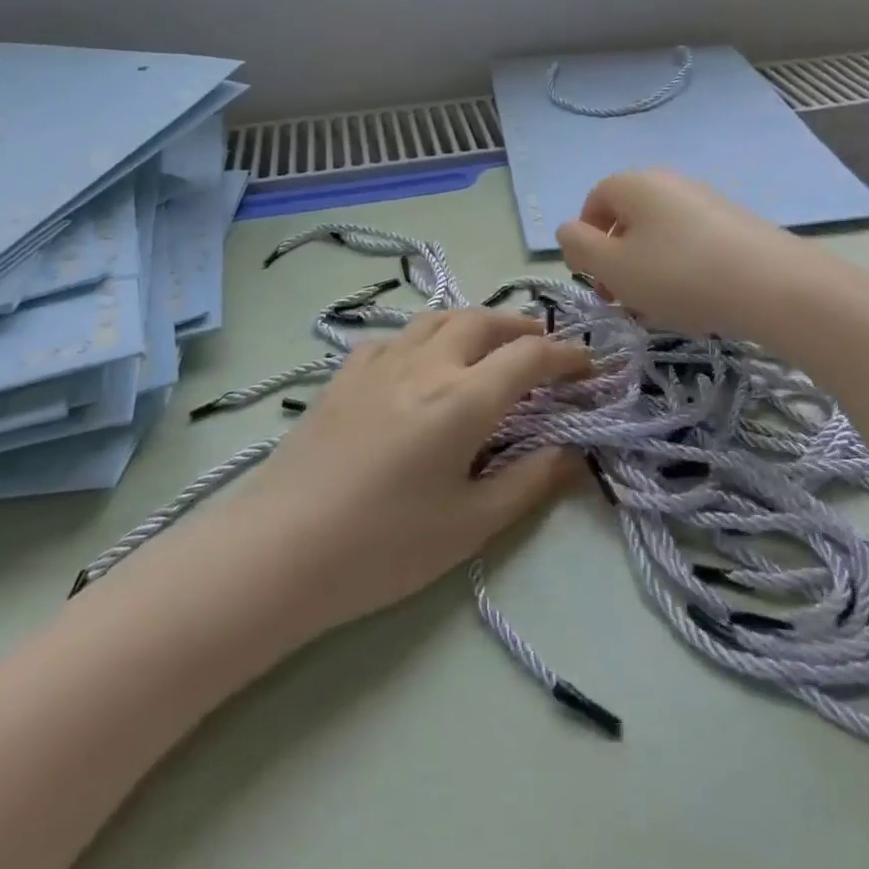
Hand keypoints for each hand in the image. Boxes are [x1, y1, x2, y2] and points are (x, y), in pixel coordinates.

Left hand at [235, 309, 588, 632]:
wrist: (280, 550)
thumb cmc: (383, 547)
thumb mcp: (470, 526)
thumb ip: (529, 482)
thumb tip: (573, 453)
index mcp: (463, 399)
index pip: (529, 356)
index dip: (566, 354)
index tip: (589, 364)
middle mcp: (426, 364)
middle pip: (484, 321)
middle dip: (522, 326)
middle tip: (543, 346)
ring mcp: (380, 362)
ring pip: (437, 318)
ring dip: (474, 322)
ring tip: (489, 344)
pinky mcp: (344, 374)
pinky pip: (395, 337)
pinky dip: (424, 337)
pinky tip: (420, 363)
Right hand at [556, 170, 808, 341]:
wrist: (773, 285)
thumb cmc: (678, 274)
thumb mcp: (613, 267)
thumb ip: (579, 247)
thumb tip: (568, 231)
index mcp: (634, 184)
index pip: (594, 202)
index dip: (586, 241)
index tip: (595, 279)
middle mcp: (669, 182)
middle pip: (628, 219)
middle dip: (617, 260)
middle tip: (622, 300)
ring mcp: (705, 201)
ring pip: (659, 235)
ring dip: (647, 270)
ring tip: (658, 309)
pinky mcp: (734, 224)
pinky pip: (691, 243)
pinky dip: (681, 269)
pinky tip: (693, 301)